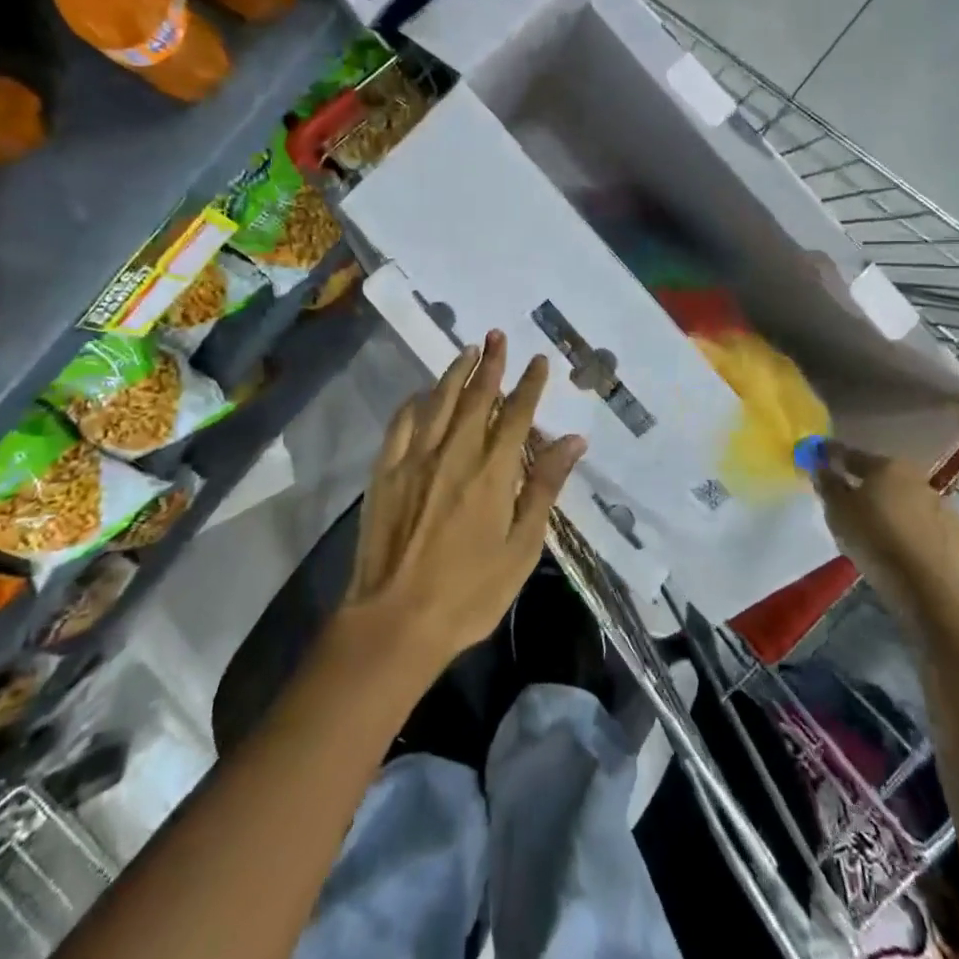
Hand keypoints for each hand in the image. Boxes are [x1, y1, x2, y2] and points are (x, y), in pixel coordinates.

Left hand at [343, 331, 587, 671]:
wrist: (395, 621)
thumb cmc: (469, 593)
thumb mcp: (521, 548)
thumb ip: (544, 488)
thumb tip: (573, 441)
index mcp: (492, 473)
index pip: (515, 414)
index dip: (529, 384)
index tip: (538, 360)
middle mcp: (454, 454)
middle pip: (475, 397)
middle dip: (491, 364)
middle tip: (498, 336)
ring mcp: (415, 460)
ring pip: (437, 402)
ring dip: (454, 373)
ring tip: (468, 350)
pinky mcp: (385, 473)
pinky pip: (400, 425)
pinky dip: (413, 404)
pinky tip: (420, 395)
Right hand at [813, 441, 958, 624]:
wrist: (928, 587)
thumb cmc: (874, 540)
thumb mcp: (838, 512)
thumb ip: (828, 485)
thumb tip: (823, 467)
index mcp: (886, 466)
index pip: (852, 455)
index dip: (833, 456)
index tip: (820, 457)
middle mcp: (916, 478)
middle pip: (883, 476)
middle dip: (867, 483)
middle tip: (850, 497)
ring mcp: (941, 505)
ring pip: (907, 500)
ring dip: (893, 507)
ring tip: (878, 526)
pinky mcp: (957, 533)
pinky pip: (926, 525)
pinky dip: (913, 529)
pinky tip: (903, 545)